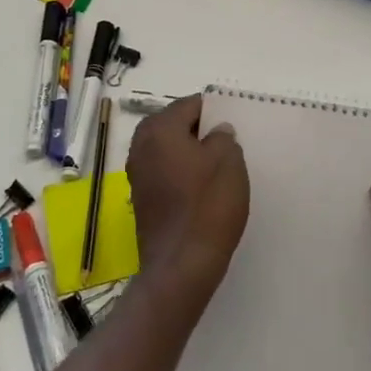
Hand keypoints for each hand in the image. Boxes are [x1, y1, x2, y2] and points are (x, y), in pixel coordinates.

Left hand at [124, 96, 248, 301]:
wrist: (181, 265)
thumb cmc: (207, 205)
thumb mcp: (228, 161)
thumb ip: (223, 137)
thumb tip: (216, 132)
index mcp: (159, 129)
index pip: (189, 105)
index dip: (213, 111)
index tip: (233, 124)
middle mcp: (141, 145)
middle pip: (174, 125)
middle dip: (199, 131)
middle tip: (227, 145)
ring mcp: (137, 173)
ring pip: (168, 149)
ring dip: (190, 153)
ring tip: (218, 167)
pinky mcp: (141, 198)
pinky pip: (164, 171)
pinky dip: (181, 173)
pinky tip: (202, 188)